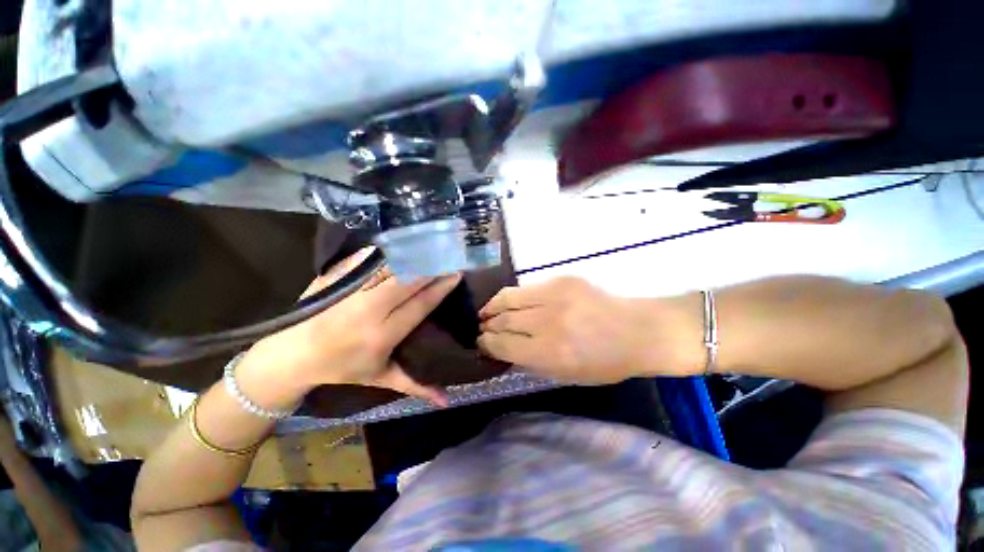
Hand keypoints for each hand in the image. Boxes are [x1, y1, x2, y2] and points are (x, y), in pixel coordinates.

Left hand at [240, 247, 459, 406]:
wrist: (291, 355)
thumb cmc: (342, 368)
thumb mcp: (380, 378)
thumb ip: (415, 385)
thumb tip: (447, 400)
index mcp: (382, 335)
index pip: (420, 305)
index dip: (440, 288)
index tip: (456, 275)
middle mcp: (369, 310)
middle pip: (408, 281)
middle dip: (432, 268)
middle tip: (449, 258)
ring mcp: (351, 291)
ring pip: (390, 267)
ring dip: (413, 258)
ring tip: (432, 250)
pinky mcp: (336, 279)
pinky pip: (367, 260)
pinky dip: (387, 253)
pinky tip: (402, 245)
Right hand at [478, 277, 700, 383]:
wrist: (639, 330)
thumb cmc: (606, 362)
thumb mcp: (567, 376)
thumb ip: (531, 362)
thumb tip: (504, 349)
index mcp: (551, 353)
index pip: (503, 344)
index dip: (487, 344)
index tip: (480, 343)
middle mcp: (549, 322)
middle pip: (502, 320)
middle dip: (487, 326)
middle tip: (481, 329)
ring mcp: (555, 296)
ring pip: (508, 298)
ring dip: (492, 307)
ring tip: (485, 313)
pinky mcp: (562, 280)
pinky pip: (526, 288)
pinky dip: (512, 296)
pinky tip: (507, 301)